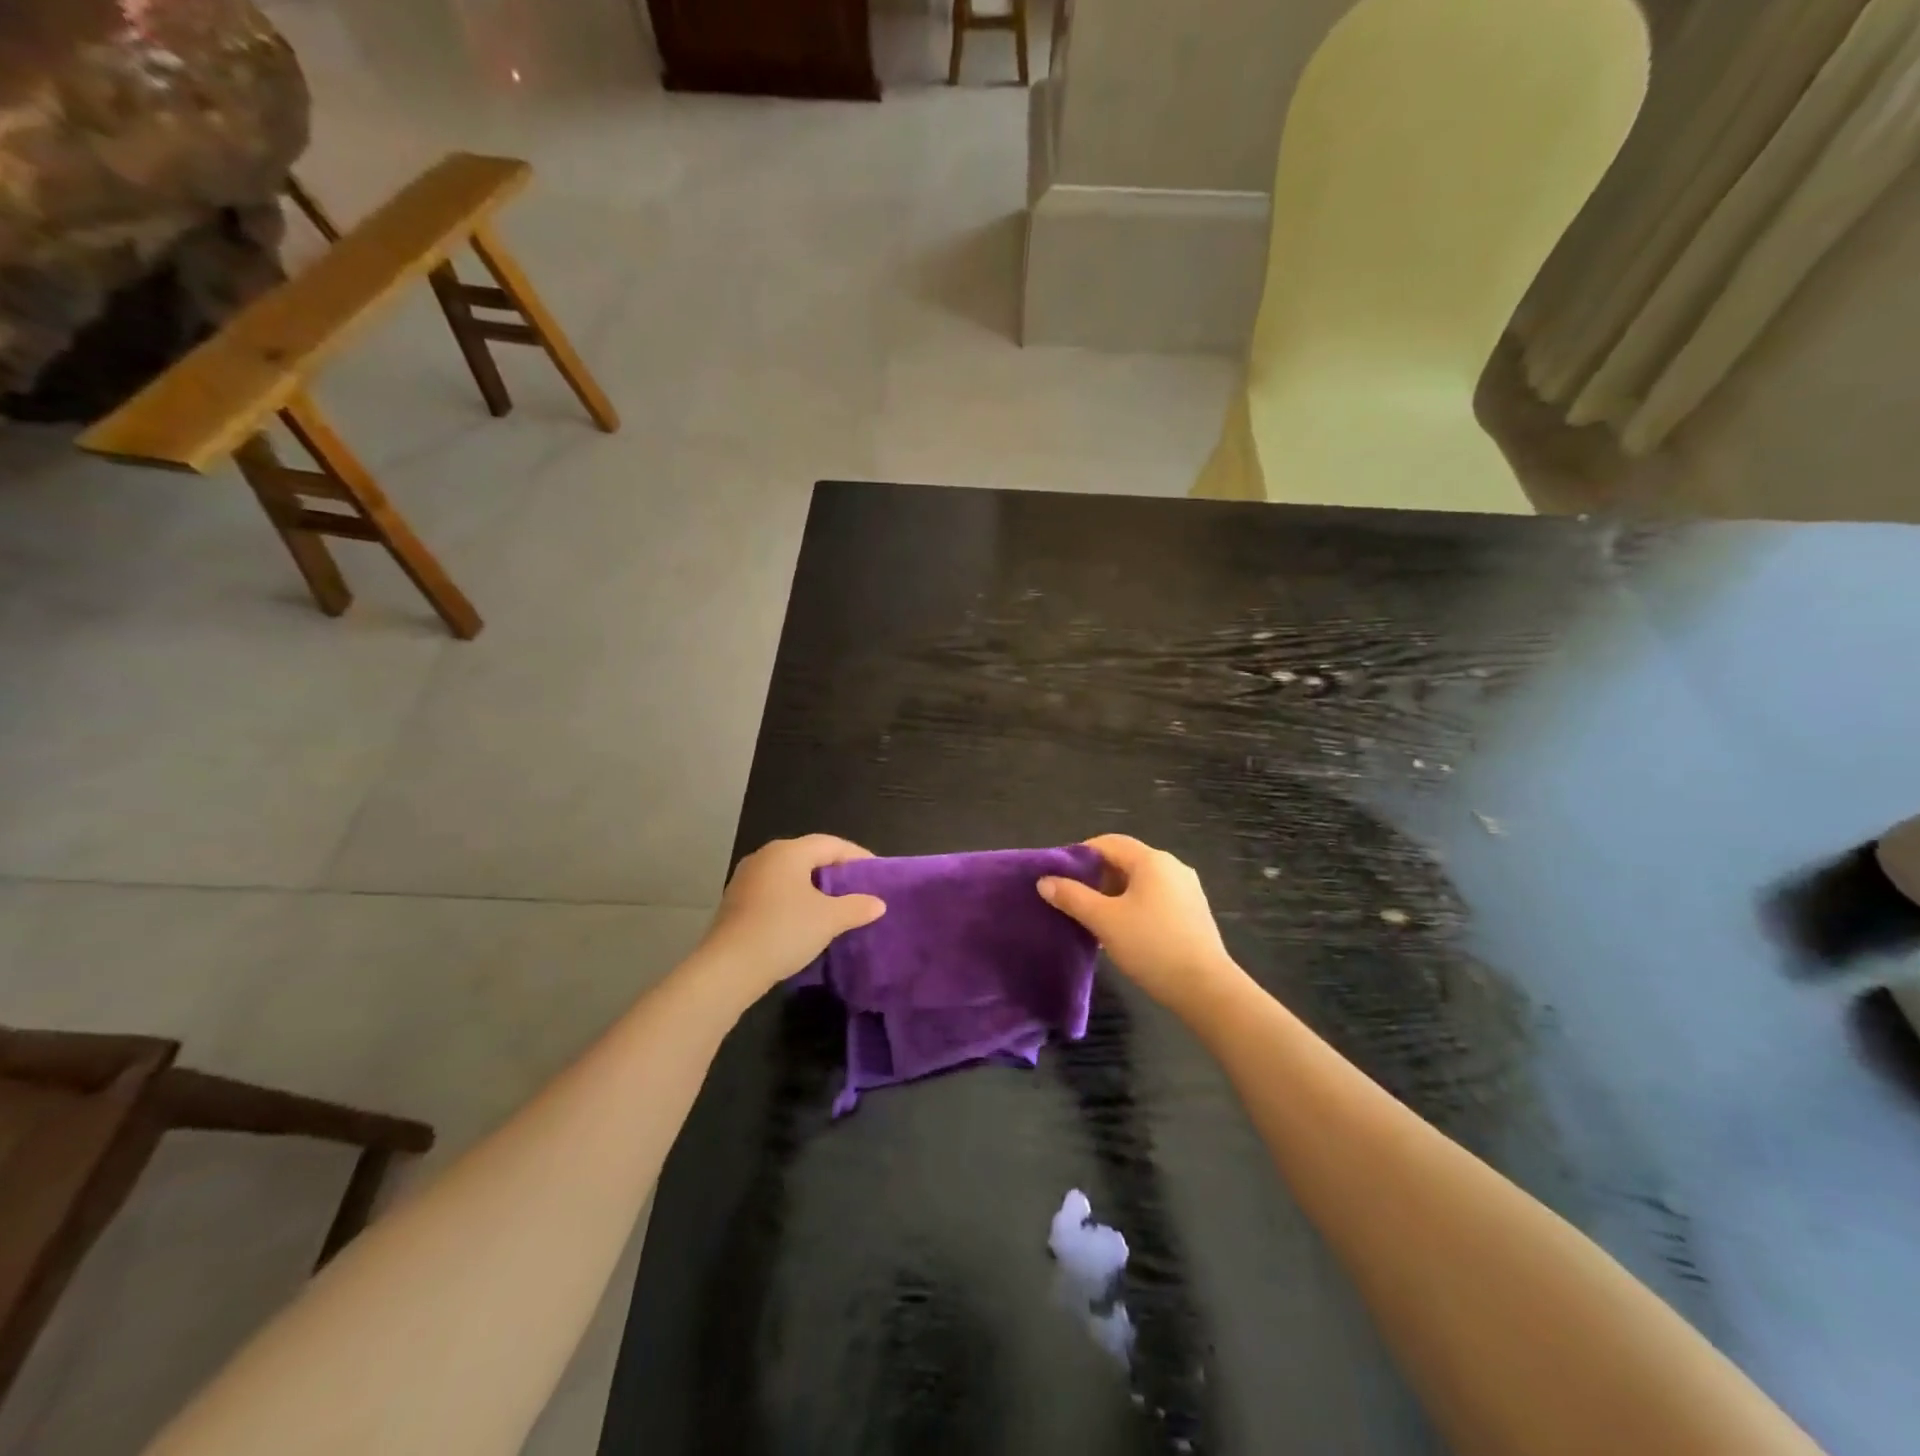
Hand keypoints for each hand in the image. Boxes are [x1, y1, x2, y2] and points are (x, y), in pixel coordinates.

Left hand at [700, 835, 886, 995]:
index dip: (858, 857)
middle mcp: (766, 856)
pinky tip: (806, 919)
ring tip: (837, 905)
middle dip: (836, 871)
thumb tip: (878, 903)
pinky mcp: (737, 901)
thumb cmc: (784, 931)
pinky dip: (796, 899)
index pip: (832, 844)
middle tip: (860, 888)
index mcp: (789, 851)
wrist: (728, 968)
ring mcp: (747, 878)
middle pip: (809, 855)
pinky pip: (776, 890)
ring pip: (791, 874)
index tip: (878, 874)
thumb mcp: (829, 920)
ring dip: (815, 886)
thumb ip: (857, 907)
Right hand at [1038, 835, 1243, 1014]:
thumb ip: (1072, 897)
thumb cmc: (1151, 945)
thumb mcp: (1104, 920)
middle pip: (1125, 861)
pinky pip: (1156, 899)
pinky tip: (1124, 933)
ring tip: (1095, 919)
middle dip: (1097, 877)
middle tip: (1074, 900)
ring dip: (1115, 895)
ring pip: (1141, 882)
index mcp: (1152, 860)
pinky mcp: (1194, 913)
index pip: (1108, 843)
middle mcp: (1173, 867)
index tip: (1060, 877)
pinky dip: (1135, 907)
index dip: (1080, 855)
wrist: (1205, 988)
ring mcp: (1187, 890)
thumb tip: (1044, 881)